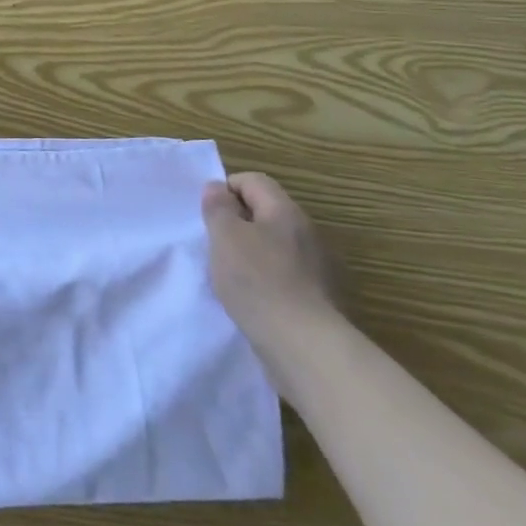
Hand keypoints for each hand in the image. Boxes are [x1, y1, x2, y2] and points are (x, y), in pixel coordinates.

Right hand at [202, 172, 338, 344]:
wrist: (303, 344)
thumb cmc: (257, 280)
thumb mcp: (224, 236)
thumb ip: (218, 207)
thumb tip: (217, 187)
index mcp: (285, 212)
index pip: (254, 181)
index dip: (225, 189)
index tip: (208, 214)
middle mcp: (306, 233)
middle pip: (265, 212)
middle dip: (236, 222)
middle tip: (214, 243)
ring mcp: (316, 266)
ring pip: (274, 244)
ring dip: (250, 252)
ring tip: (229, 273)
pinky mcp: (317, 296)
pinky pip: (284, 273)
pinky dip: (265, 277)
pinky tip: (251, 296)